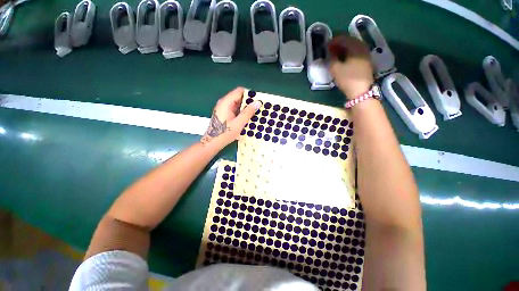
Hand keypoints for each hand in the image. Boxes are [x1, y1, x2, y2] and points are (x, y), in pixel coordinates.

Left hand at [201, 87, 261, 147]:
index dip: (249, 94)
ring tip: (254, 113)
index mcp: (226, 102)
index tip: (258, 101)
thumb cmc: (225, 133)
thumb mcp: (239, 123)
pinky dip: (241, 112)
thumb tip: (257, 103)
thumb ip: (248, 112)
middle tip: (258, 108)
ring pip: (237, 103)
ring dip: (245, 107)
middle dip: (249, 102)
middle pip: (238, 97)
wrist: (213, 142)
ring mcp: (223, 108)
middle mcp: (224, 102)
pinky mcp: (224, 113)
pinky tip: (247, 118)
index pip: (239, 91)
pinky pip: (235, 109)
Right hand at [329, 35, 374, 99]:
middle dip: (339, 43)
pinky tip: (344, 58)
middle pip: (350, 41)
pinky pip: (356, 52)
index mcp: (356, 47)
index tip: (326, 45)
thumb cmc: (347, 79)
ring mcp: (366, 54)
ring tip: (336, 53)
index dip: (333, 41)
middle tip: (330, 49)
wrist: (361, 91)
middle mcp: (363, 47)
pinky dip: (349, 53)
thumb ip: (331, 59)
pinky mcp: (366, 61)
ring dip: (344, 48)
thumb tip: (330, 53)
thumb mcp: (336, 69)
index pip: (343, 38)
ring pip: (353, 47)